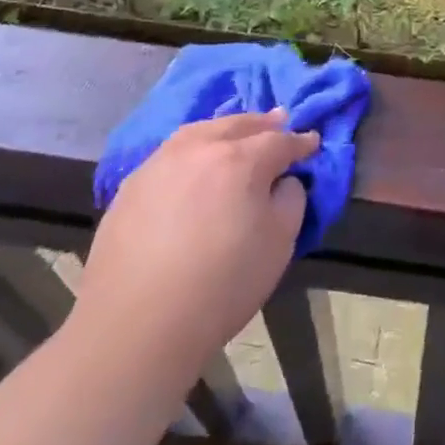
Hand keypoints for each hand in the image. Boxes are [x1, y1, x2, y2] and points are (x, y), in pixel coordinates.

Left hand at [72, 110, 315, 362]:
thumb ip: (290, 200)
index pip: (280, 141)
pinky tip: (194, 164)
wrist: (137, 325)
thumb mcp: (279, 243)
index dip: (301, 142)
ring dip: (224, 129)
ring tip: (235, 133)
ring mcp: (160, 163)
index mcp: (241, 160)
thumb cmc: (222, 284)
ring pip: (200, 132)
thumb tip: (282, 182)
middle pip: (238, 124)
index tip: (313, 143)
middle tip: (280, 119)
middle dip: (263, 123)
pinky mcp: (131, 185)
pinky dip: (192, 149)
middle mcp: (199, 149)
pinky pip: (171, 154)